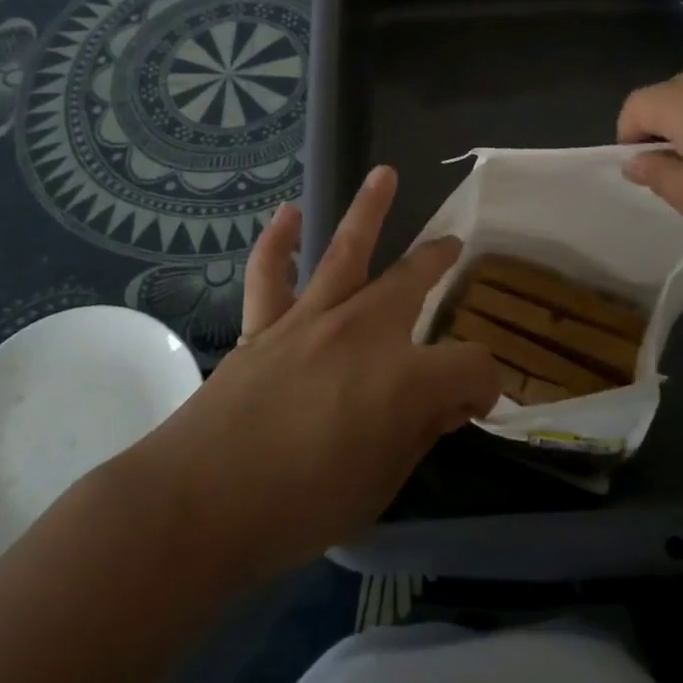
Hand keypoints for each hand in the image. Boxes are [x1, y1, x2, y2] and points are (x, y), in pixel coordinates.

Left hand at [127, 166, 498, 582]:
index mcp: (404, 378)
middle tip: (454, 246)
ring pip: (346, 250)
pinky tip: (289, 214)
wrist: (199, 505)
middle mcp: (362, 331)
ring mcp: (309, 320)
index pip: (471, 365)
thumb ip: (418, 434)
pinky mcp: (263, 326)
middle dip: (439, 260)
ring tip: (384, 174)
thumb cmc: (299, 508)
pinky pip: (270, 272)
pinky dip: (278, 241)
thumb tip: (445, 403)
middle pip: (413, 279)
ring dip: (369, 209)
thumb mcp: (380, 486)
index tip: (473, 406)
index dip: (484, 385)